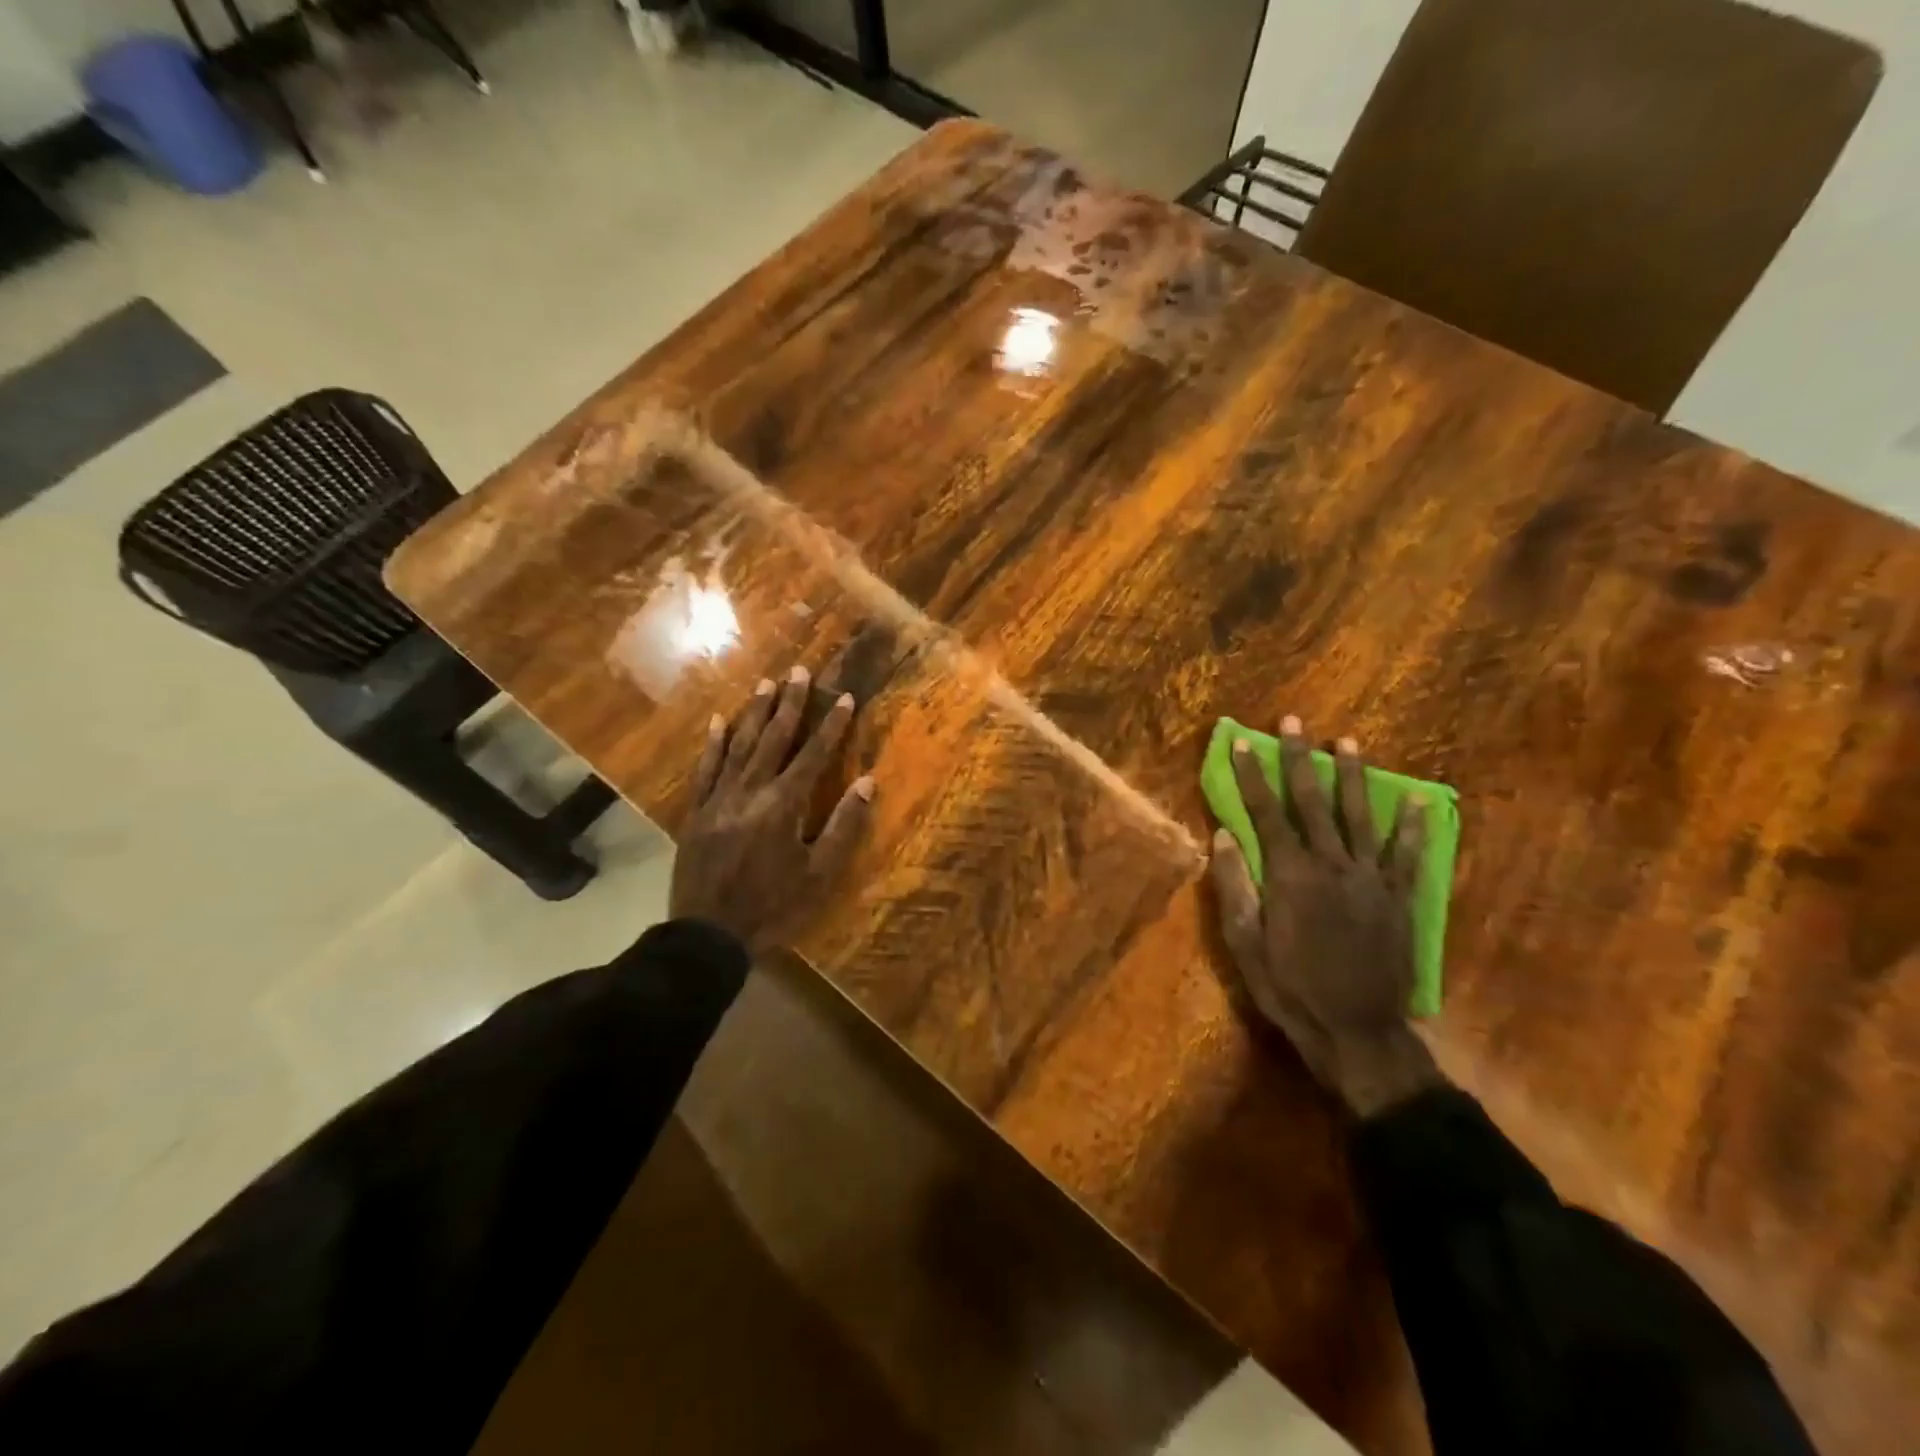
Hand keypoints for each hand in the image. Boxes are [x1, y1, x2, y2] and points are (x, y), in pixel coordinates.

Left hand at [669, 665, 874, 953]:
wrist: (708, 935)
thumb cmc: (773, 907)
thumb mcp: (819, 874)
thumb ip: (844, 826)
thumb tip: (868, 782)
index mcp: (783, 805)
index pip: (813, 755)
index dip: (831, 725)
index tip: (843, 697)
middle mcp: (750, 791)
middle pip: (773, 739)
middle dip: (790, 703)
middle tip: (799, 671)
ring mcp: (718, 799)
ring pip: (739, 746)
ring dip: (754, 713)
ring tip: (765, 684)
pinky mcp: (696, 812)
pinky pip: (705, 769)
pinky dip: (713, 744)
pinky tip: (719, 721)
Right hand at [1209, 715, 1441, 1116]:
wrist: (1357, 1030)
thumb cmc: (1290, 987)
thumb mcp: (1245, 943)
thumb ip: (1235, 886)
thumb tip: (1222, 836)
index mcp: (1289, 875)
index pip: (1265, 812)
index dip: (1252, 775)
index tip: (1242, 742)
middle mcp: (1330, 864)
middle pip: (1311, 802)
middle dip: (1299, 759)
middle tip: (1293, 723)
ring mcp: (1370, 878)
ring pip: (1359, 816)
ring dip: (1351, 777)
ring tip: (1347, 742)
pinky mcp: (1398, 897)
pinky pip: (1407, 853)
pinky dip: (1414, 825)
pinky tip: (1418, 799)